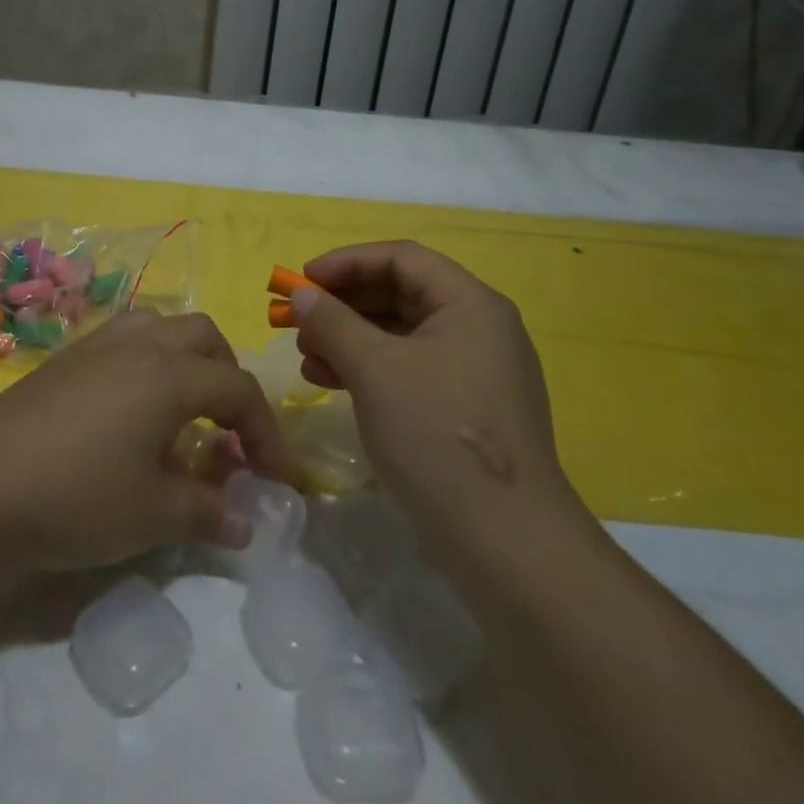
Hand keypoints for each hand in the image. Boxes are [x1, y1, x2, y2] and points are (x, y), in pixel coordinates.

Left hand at [0, 310, 294, 574]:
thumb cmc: (76, 496)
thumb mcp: (152, 514)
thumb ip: (207, 512)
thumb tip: (245, 523)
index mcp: (169, 374)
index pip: (238, 388)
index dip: (266, 433)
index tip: (274, 478)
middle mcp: (138, 344)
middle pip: (204, 338)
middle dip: (228, 378)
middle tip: (227, 431)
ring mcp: (97, 345)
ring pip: (160, 325)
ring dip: (186, 358)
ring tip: (183, 408)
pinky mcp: (65, 358)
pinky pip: (124, 337)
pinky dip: (147, 359)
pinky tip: (131, 407)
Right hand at [289, 241, 576, 533]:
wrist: (506, 545)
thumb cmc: (438, 436)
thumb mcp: (375, 370)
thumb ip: (333, 323)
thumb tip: (301, 293)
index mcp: (470, 305)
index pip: (402, 258)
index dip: (347, 262)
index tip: (302, 280)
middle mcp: (478, 329)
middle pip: (400, 294)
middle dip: (343, 304)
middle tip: (297, 320)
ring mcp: (473, 372)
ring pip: (400, 334)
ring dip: (349, 338)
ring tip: (306, 356)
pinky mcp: (463, 409)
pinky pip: (407, 369)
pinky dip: (367, 369)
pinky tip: (330, 382)